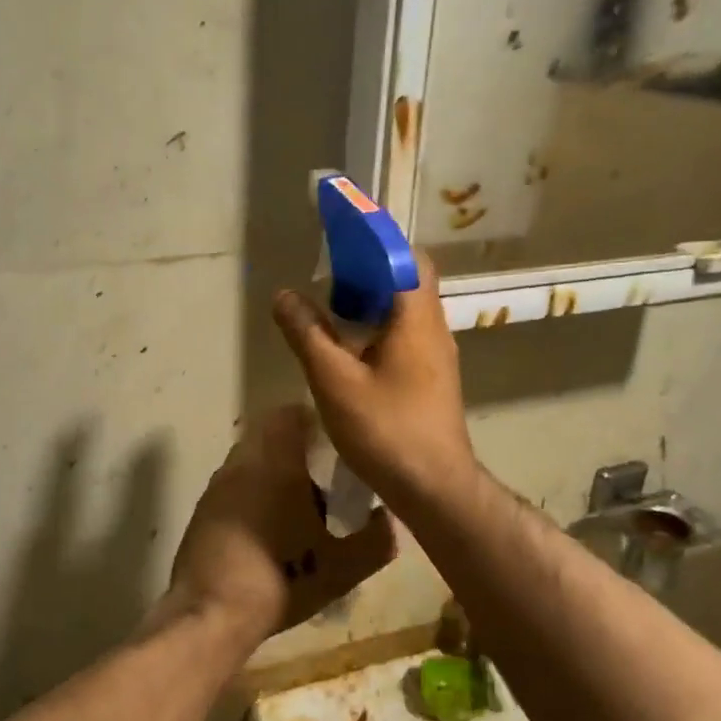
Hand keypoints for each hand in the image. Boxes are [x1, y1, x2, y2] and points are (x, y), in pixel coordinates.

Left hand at [166, 406, 397, 646]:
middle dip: (294, 449)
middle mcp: (242, 464)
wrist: (212, 614)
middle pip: (269, 435)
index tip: (334, 444)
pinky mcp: (202, 510)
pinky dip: (251, 494)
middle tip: (322, 477)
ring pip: (249, 461)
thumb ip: (376, 540)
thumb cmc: (282, 579)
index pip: (289, 415)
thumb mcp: (343, 568)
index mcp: (276, 463)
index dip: (314, 422)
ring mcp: (217, 486)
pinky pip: (233, 486)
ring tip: (296, 507)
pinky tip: (267, 530)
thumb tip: (388, 520)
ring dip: (271, 472)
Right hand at [272, 250, 476, 513]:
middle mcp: (433, 328)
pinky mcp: (431, 379)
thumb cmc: (386, 429)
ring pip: (405, 311)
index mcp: (415, 318)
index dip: (376, 239)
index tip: (342, 233)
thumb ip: (307, 334)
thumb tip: (284, 296)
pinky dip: (378, 328)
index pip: (406, 256)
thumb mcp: (334, 381)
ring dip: (372, 301)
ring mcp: (436, 355)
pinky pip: (405, 336)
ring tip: (332, 308)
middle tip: (330, 274)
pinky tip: (350, 350)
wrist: (435, 487)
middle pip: (407, 280)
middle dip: (369, 270)